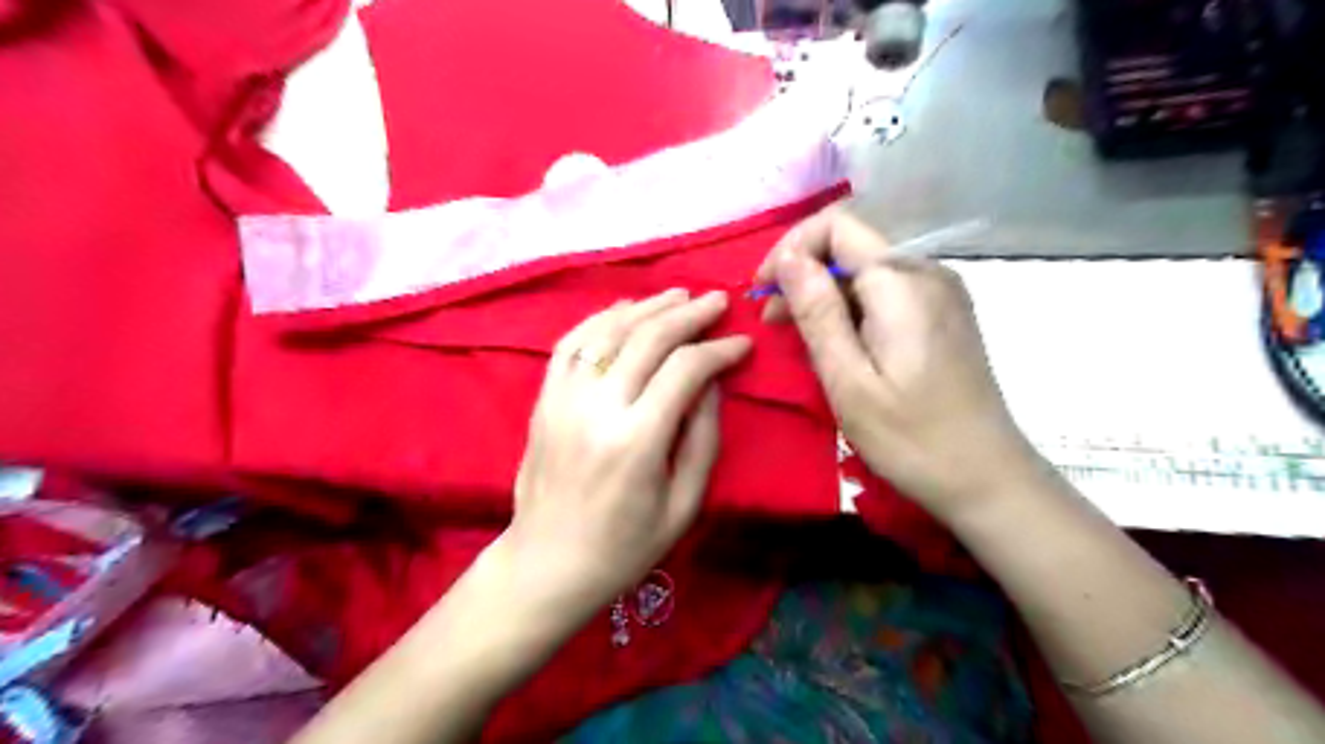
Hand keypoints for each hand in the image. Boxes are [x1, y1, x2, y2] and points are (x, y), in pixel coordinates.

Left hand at [508, 291, 750, 621]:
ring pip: (608, 331)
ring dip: (647, 306)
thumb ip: (702, 438)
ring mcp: (563, 399)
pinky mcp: (543, 399)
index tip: (742, 343)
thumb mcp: (683, 505)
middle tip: (717, 301)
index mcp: (636, 441)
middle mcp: (597, 408)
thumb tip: (712, 381)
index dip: (718, 350)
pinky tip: (626, 309)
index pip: (685, 370)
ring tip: (678, 295)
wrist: (547, 562)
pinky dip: (601, 318)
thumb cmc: (625, 546)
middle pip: (647, 338)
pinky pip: (571, 343)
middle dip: (689, 314)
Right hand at [756, 202, 1045, 523]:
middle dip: (804, 274)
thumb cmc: (911, 437)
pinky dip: (851, 307)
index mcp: (902, 282)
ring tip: (798, 337)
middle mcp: (926, 271)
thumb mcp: (848, 380)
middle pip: (851, 245)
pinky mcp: (943, 314)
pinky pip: (886, 292)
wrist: (987, 478)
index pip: (836, 226)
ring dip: (824, 294)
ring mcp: (941, 292)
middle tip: (773, 323)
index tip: (763, 294)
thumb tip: (789, 257)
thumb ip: (817, 312)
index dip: (790, 249)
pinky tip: (838, 343)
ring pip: (866, 270)